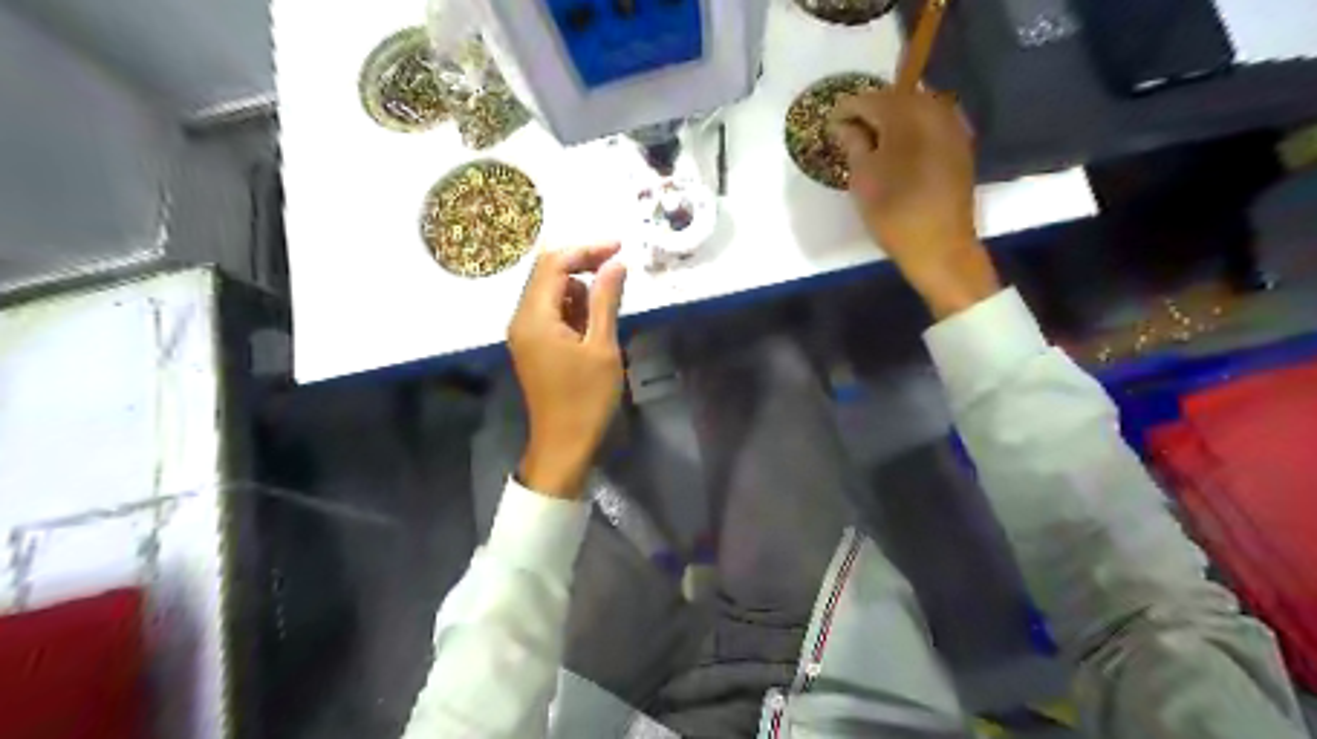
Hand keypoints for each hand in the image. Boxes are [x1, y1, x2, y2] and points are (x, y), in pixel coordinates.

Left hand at [504, 244, 628, 500]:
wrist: (564, 445)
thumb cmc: (586, 399)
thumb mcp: (602, 347)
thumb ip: (606, 300)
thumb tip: (616, 264)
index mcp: (534, 317)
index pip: (553, 263)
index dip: (586, 250)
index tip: (619, 248)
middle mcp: (521, 318)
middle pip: (547, 273)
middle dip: (583, 266)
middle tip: (618, 270)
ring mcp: (524, 333)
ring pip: (551, 292)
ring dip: (580, 292)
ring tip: (604, 317)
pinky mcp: (532, 345)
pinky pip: (551, 312)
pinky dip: (573, 310)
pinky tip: (592, 329)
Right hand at [826, 88, 1005, 317]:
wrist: (939, 245)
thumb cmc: (893, 212)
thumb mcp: (862, 178)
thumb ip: (853, 143)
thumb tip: (844, 125)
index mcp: (905, 114)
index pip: (868, 99)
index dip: (845, 110)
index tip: (829, 125)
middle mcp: (933, 109)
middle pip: (895, 98)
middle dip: (870, 111)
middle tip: (849, 132)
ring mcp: (952, 125)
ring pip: (915, 109)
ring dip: (892, 119)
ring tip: (872, 141)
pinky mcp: (960, 145)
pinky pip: (930, 124)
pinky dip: (911, 130)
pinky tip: (898, 149)